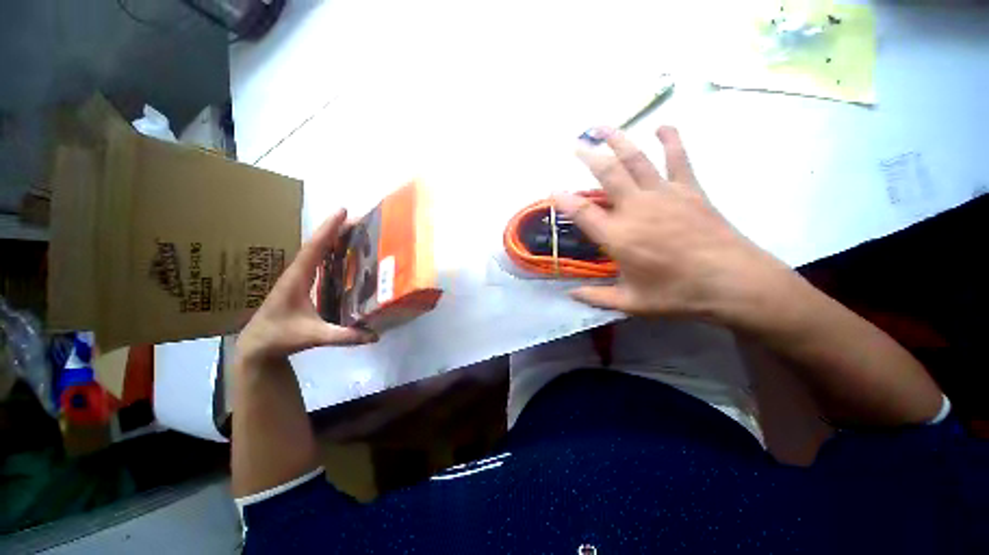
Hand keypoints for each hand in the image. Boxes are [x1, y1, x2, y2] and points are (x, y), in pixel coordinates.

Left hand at [236, 210, 376, 364]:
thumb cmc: (280, 337)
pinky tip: (341, 253)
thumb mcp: (314, 336)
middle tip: (358, 219)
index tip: (342, 211)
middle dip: (335, 229)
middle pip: (316, 244)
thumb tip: (375, 336)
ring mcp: (297, 277)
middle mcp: (296, 272)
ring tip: (352, 230)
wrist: (257, 345)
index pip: (314, 248)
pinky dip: (328, 251)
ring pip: (315, 251)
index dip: (328, 229)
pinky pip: (316, 261)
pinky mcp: (300, 283)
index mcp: (297, 278)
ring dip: (332, 238)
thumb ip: (344, 336)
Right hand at [555, 126, 790, 323]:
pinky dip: (670, 139)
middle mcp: (636, 209)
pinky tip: (662, 126)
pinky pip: (678, 158)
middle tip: (575, 144)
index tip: (553, 190)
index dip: (564, 200)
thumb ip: (596, 298)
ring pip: (636, 159)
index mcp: (618, 236)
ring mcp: (664, 195)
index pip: (582, 212)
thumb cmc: (677, 294)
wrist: (734, 283)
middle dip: (587, 156)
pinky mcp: (689, 190)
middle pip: (607, 174)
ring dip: (617, 139)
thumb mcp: (631, 303)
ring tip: (602, 126)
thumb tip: (570, 295)